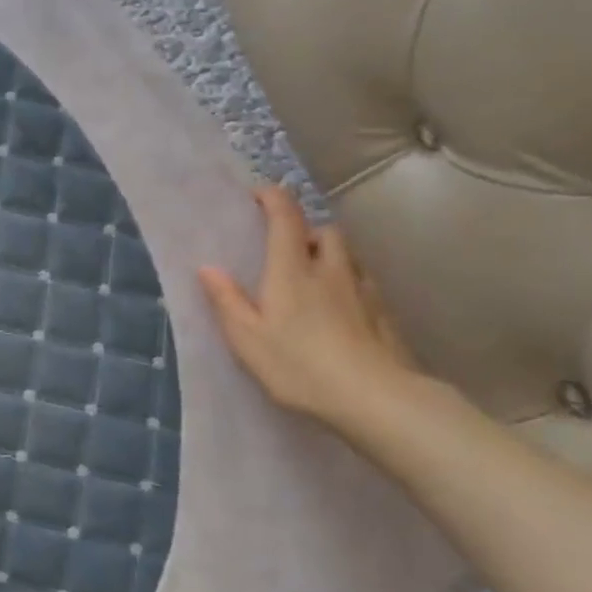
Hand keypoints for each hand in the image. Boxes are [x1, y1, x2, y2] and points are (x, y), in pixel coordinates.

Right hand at [197, 185, 416, 433]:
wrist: (374, 397)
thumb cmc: (299, 365)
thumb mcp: (248, 339)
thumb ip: (227, 301)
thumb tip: (208, 267)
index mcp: (292, 270)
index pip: (286, 218)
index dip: (273, 198)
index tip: (260, 193)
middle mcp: (330, 270)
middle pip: (324, 231)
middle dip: (306, 230)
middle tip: (288, 247)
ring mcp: (362, 291)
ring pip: (348, 256)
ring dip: (330, 254)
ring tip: (315, 276)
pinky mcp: (383, 314)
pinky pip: (364, 283)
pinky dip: (349, 282)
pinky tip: (342, 308)